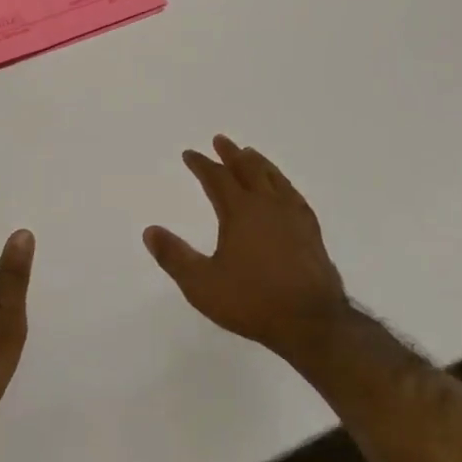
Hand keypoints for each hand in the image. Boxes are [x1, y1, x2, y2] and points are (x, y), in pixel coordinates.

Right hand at [144, 136, 352, 365]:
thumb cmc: (252, 301)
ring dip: (258, 163)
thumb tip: (150, 231)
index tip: (189, 154)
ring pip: (274, 178)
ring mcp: (293, 216)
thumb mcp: (202, 284)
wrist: (311, 322)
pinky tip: (284, 189)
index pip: (217, 178)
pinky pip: (294, 195)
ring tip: (250, 153)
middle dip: (231, 154)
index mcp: (240, 211)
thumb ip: (174, 256)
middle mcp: (267, 205)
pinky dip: (283, 183)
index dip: (201, 164)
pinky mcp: (311, 232)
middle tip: (220, 140)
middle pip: (248, 169)